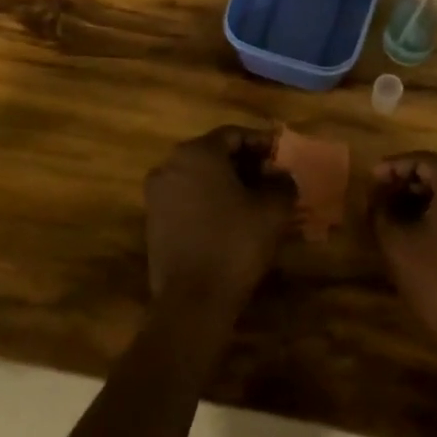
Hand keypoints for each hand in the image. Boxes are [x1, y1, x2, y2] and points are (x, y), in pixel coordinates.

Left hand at [145, 127, 291, 308]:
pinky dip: (209, 200)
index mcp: (197, 153)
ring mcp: (157, 193)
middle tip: (271, 177)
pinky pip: (187, 197)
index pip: (234, 135)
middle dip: (245, 163)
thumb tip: (282, 176)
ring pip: (199, 176)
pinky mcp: (153, 220)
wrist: (192, 301)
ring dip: (227, 182)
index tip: (282, 157)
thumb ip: (282, 183)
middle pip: (214, 153)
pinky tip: (231, 218)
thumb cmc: (234, 244)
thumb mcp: (272, 210)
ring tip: (255, 199)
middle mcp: (171, 165)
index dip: (262, 143)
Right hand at [368, 151, 436, 376]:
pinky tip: (422, 226)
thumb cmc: (435, 278)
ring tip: (397, 211)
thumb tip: (378, 194)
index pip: (422, 160)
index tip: (371, 179)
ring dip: (425, 196)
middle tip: (381, 195)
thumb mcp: (396, 241)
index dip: (393, 167)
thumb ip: (381, 207)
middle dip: (408, 181)